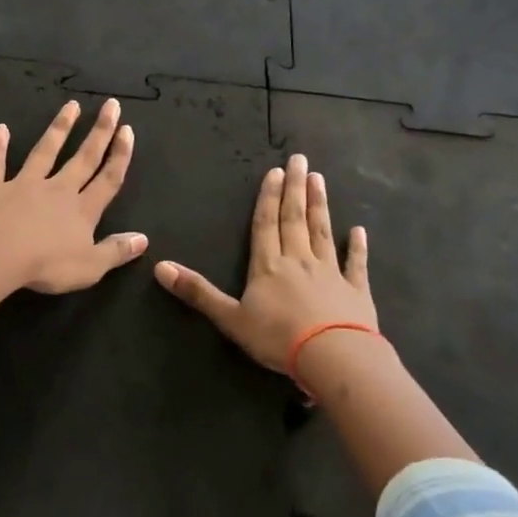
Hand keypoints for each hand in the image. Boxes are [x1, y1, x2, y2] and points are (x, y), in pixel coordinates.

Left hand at [0, 98, 146, 293]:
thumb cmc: (46, 265)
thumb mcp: (90, 267)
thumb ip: (116, 251)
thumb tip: (143, 239)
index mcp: (82, 210)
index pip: (108, 179)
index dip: (120, 155)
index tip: (127, 129)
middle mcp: (57, 189)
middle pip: (83, 157)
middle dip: (100, 131)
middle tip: (110, 105)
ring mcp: (25, 184)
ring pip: (46, 151)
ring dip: (59, 128)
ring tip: (70, 105)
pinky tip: (1, 128)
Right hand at [154, 154, 375, 375]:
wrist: (333, 356)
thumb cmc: (278, 337)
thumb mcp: (230, 317)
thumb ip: (197, 292)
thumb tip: (159, 266)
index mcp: (268, 266)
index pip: (266, 224)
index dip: (269, 197)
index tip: (276, 171)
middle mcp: (298, 260)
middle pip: (295, 219)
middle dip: (295, 189)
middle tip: (300, 160)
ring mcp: (330, 272)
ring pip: (322, 232)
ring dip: (320, 205)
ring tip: (319, 180)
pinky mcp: (355, 290)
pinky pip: (355, 263)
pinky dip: (357, 246)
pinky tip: (358, 231)